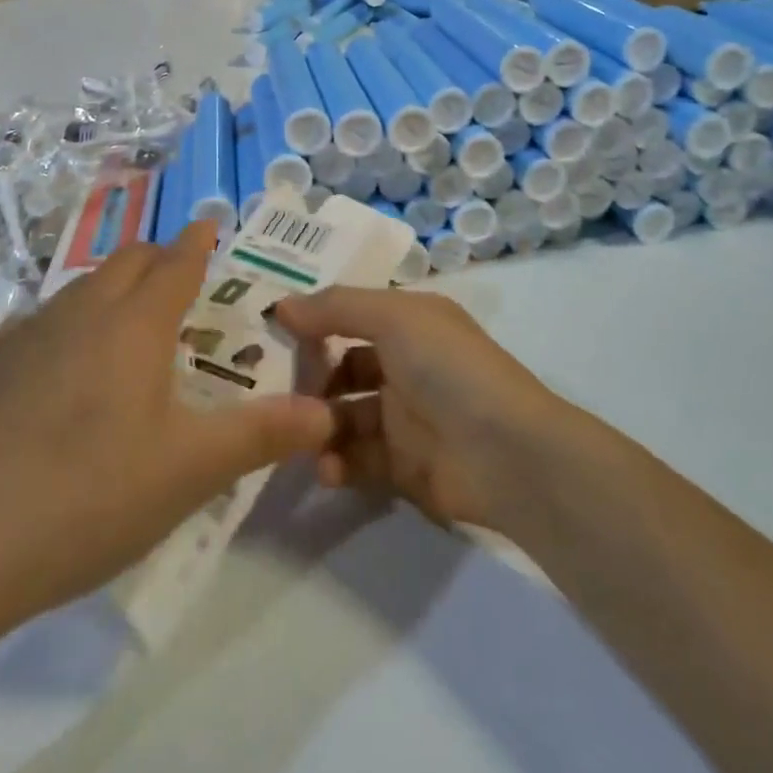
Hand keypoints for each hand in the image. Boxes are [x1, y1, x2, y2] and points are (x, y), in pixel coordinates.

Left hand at [0, 222, 333, 644]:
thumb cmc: (88, 497)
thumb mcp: (191, 472)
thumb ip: (263, 435)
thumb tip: (326, 414)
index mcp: (134, 327)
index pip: (177, 264)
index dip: (199, 241)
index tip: (210, 223)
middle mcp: (78, 315)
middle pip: (125, 263)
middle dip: (156, 258)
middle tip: (176, 276)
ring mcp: (18, 339)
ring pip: (75, 292)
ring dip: (106, 292)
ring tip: (119, 325)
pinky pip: (26, 330)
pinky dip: (55, 333)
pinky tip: (47, 376)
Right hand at [275, 289, 569, 531]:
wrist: (505, 452)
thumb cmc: (447, 367)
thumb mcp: (393, 317)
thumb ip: (335, 308)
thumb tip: (280, 305)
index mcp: (408, 323)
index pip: (350, 315)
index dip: (313, 321)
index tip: (267, 332)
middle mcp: (405, 364)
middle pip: (342, 368)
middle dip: (308, 380)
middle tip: (269, 394)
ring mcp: (405, 417)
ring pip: (344, 417)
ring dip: (317, 426)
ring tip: (294, 436)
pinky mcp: (404, 467)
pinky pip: (358, 461)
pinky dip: (338, 463)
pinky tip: (325, 468)